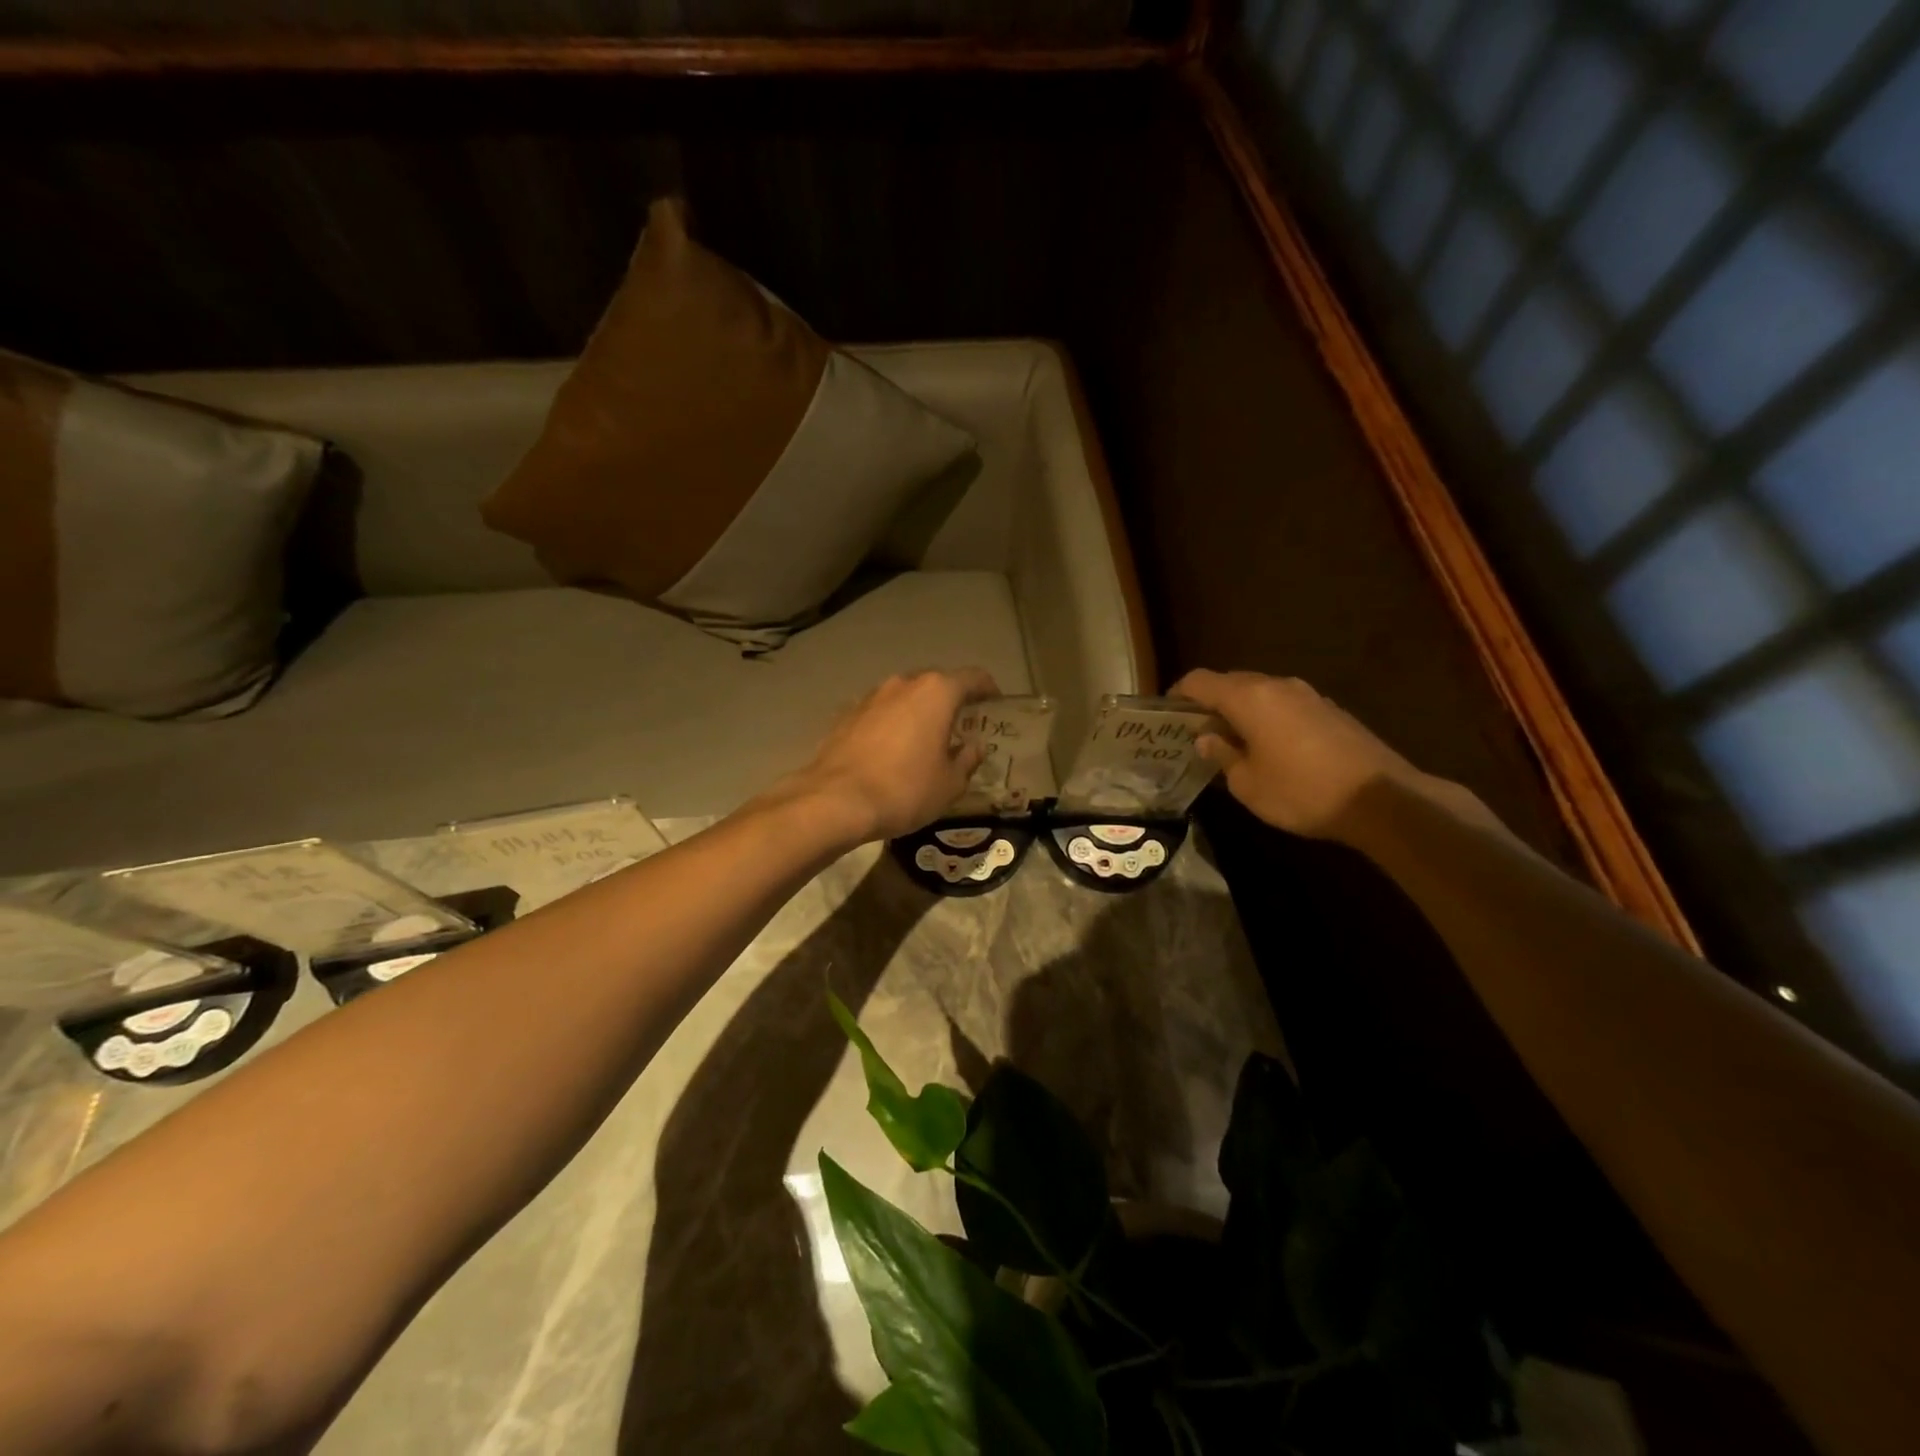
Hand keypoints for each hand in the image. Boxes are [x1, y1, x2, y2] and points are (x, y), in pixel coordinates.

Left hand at [780, 669, 999, 843]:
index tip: (995, 704)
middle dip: (951, 701)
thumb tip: (974, 747)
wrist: (835, 801)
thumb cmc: (905, 789)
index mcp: (936, 692)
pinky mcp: (846, 715)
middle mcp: (903, 684)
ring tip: (925, 739)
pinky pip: (880, 713)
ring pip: (904, 697)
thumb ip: (967, 760)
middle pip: (936, 683)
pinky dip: (891, 724)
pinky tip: (891, 750)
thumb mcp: (950, 783)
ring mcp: (870, 697)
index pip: (973, 678)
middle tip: (961, 726)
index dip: (988, 689)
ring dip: (918, 712)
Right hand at [1172, 669, 1497, 842]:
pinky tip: (1269, 747)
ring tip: (1230, 741)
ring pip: (1260, 692)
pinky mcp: (1330, 710)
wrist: (1382, 799)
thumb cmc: (1302, 792)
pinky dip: (1267, 718)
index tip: (1167, 715)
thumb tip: (1207, 738)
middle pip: (1230, 682)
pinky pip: (1285, 704)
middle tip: (1195, 732)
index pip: (1199, 680)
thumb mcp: (1247, 784)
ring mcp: (1308, 695)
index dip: (1178, 694)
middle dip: (1209, 703)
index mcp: (1249, 698)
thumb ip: (1222, 755)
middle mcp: (1277, 686)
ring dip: (1240, 710)